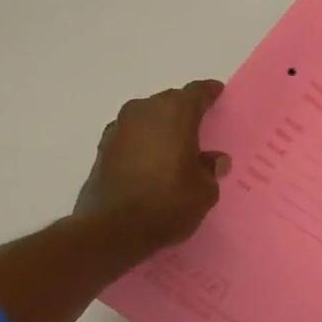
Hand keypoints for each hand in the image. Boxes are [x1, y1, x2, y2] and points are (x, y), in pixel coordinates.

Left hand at [76, 80, 229, 253]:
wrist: (113, 230)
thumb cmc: (168, 203)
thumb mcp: (204, 190)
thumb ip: (210, 169)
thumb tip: (213, 160)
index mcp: (175, 112)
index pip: (197, 92)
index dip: (210, 93)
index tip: (218, 95)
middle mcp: (144, 111)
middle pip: (170, 102)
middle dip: (185, 111)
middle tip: (199, 127)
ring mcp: (119, 128)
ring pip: (148, 118)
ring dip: (161, 128)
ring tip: (175, 147)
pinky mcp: (102, 149)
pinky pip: (131, 136)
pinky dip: (143, 143)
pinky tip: (151, 162)